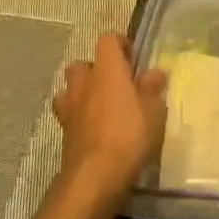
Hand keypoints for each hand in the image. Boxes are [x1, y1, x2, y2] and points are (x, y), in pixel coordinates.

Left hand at [53, 33, 167, 216]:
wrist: (94, 178)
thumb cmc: (129, 134)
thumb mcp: (154, 109)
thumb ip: (152, 88)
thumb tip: (154, 73)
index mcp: (107, 69)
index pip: (108, 39)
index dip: (120, 45)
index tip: (134, 60)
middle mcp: (84, 83)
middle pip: (83, 64)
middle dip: (96, 70)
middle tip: (116, 84)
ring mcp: (70, 108)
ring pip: (70, 89)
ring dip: (82, 93)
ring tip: (102, 107)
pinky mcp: (64, 134)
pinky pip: (69, 116)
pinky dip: (79, 118)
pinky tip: (95, 131)